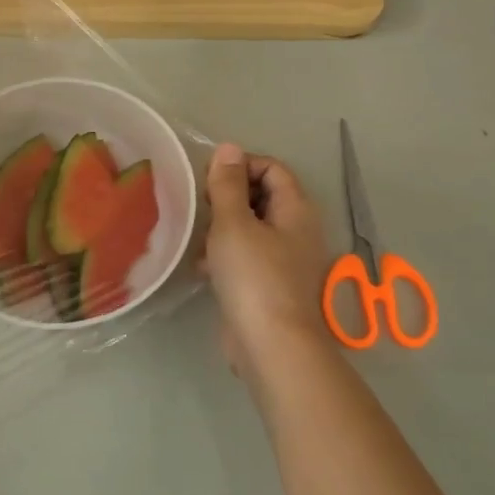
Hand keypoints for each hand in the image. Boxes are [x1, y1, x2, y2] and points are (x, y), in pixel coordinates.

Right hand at [201, 143, 337, 385]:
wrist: (270, 346)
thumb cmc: (253, 277)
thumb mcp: (233, 224)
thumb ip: (227, 185)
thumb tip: (228, 148)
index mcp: (295, 209)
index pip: (272, 167)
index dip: (240, 166)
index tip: (209, 181)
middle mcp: (296, 230)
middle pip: (263, 196)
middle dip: (228, 196)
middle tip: (201, 207)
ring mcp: (285, 260)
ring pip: (251, 228)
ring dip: (223, 227)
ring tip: (198, 236)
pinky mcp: (270, 285)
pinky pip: (247, 257)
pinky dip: (226, 256)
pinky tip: (203, 268)